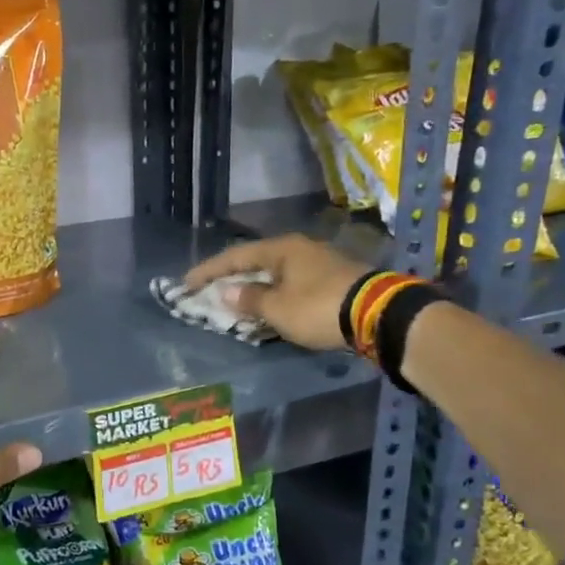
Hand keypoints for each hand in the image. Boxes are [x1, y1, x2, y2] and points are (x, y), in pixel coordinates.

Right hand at [185, 234, 369, 352]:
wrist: (378, 315)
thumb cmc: (318, 308)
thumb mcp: (277, 308)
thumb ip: (249, 299)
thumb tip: (226, 292)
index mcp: (281, 249)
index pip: (235, 256)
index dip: (208, 270)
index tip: (186, 283)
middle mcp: (299, 249)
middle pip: (256, 262)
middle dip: (232, 278)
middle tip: (209, 291)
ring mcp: (319, 263)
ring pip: (276, 274)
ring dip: (254, 288)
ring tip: (236, 302)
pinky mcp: (334, 280)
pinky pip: (292, 284)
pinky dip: (275, 294)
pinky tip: (269, 307)